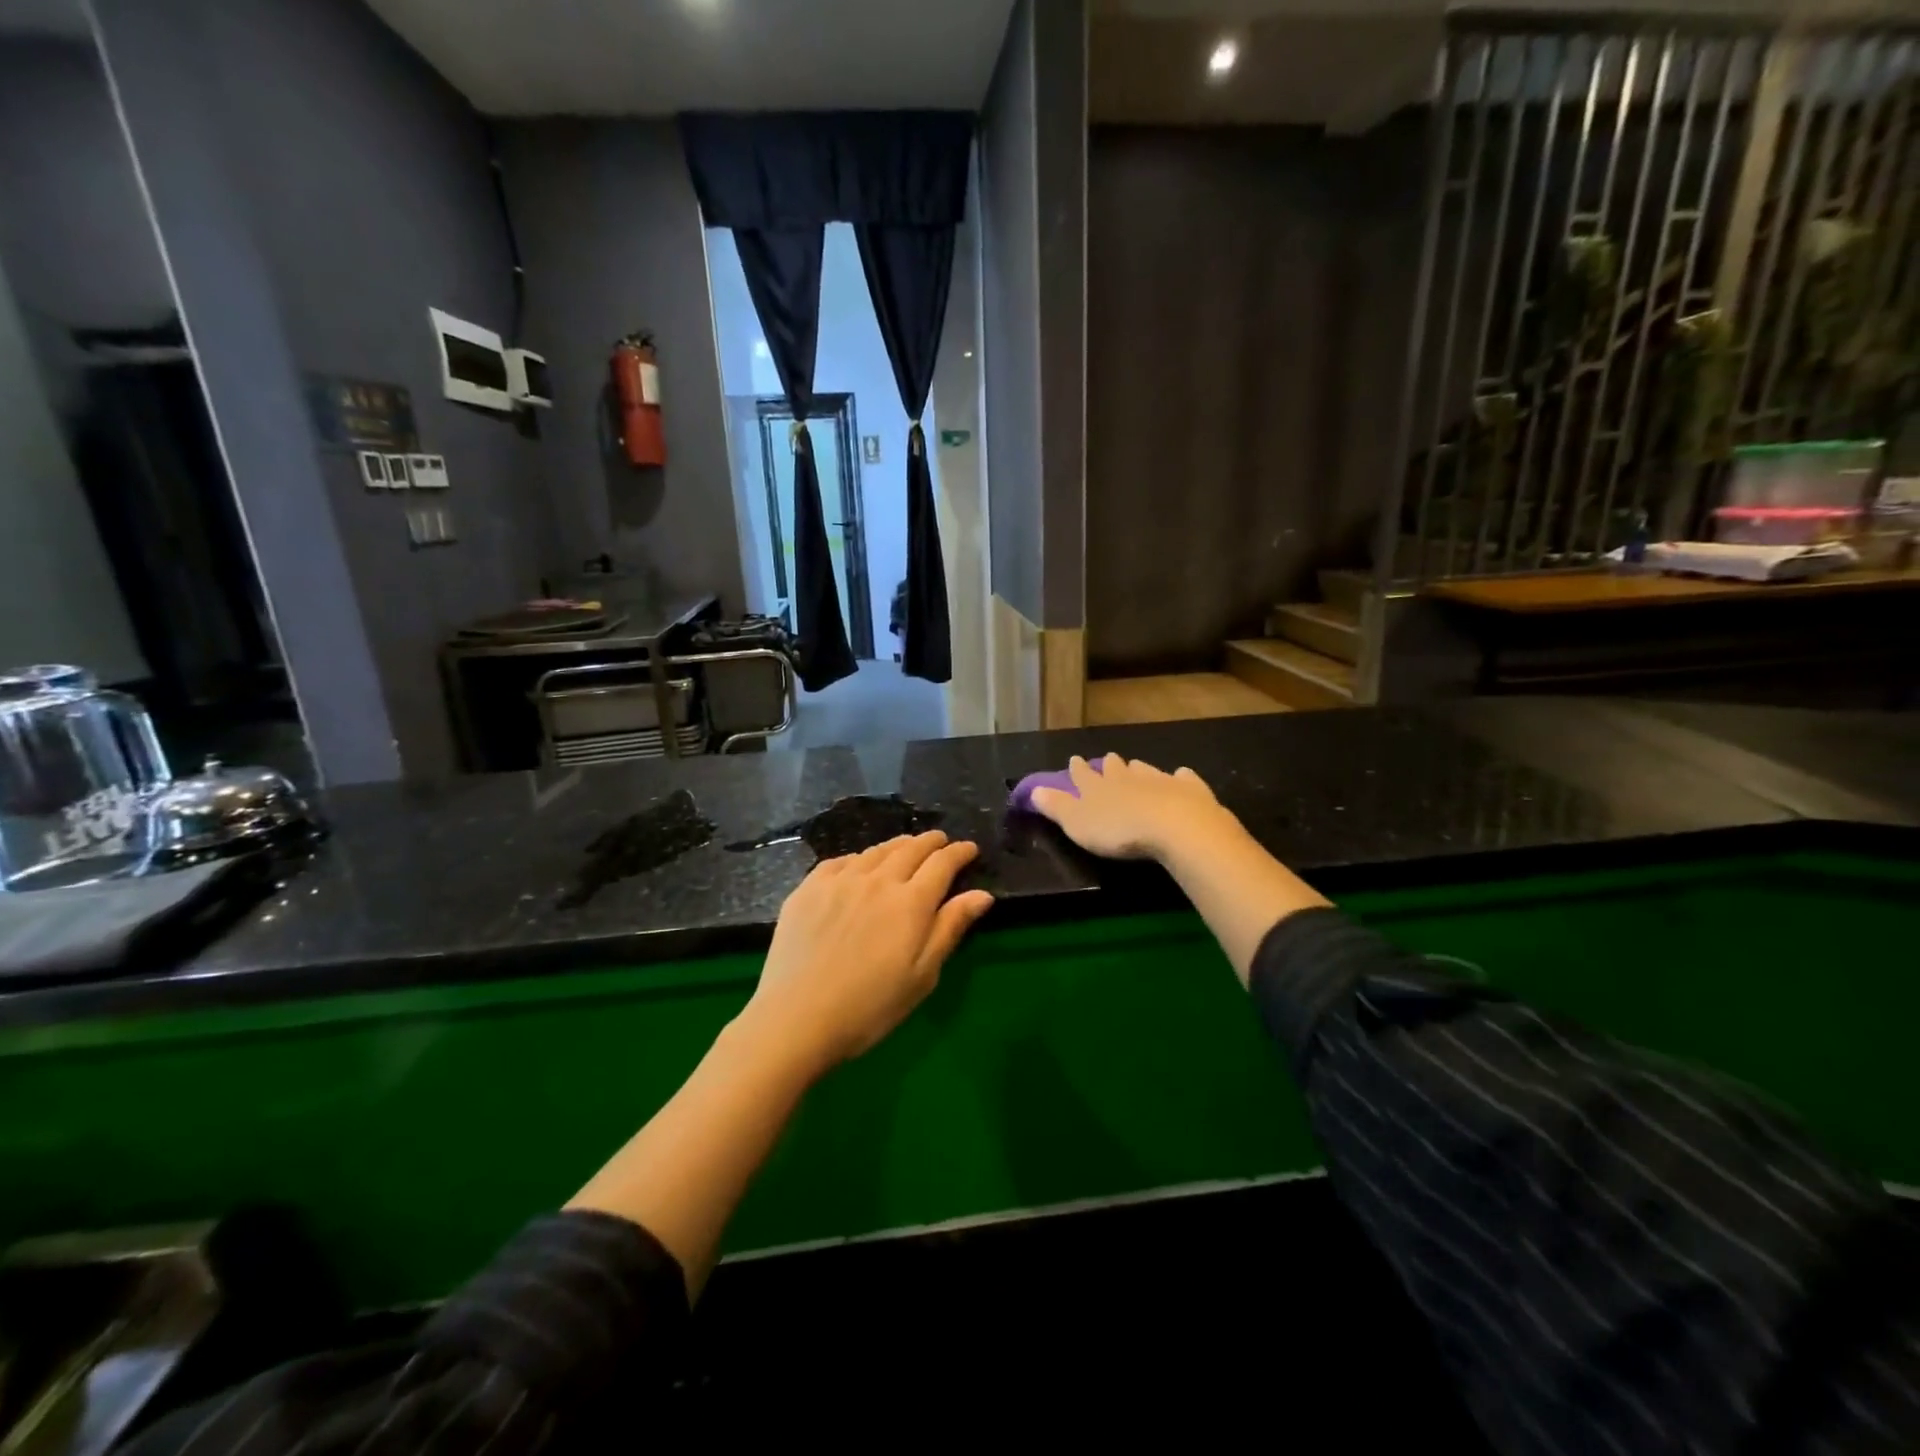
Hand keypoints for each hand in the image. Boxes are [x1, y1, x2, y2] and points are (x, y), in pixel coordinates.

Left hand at [740, 832, 994, 1074]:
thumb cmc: (870, 1007)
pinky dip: (860, 858)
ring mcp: (840, 880)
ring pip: (876, 850)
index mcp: (911, 902)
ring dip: (898, 845)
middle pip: (911, 848)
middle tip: (941, 841)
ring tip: (906, 847)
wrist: (796, 1018)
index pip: (942, 863)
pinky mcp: (809, 887)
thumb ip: (950, 928)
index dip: (960, 852)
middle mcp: (878, 880)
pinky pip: (841, 861)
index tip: (970, 848)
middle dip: (931, 842)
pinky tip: (860, 865)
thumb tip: (982, 894)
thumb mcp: (922, 975)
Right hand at [1029, 754, 1235, 861]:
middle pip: (1115, 767)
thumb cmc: (1119, 830)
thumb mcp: (1077, 824)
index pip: (1082, 774)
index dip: (1076, 768)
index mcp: (1097, 787)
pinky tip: (1181, 776)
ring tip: (1136, 767)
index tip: (1074, 760)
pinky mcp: (1189, 789)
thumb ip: (1056, 807)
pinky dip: (1179, 778)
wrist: (1176, 827)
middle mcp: (1126, 777)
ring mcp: (1160, 780)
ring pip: (1145, 770)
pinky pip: (1183, 778)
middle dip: (1109, 765)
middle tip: (1107, 761)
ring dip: (1139, 769)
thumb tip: (1034, 790)